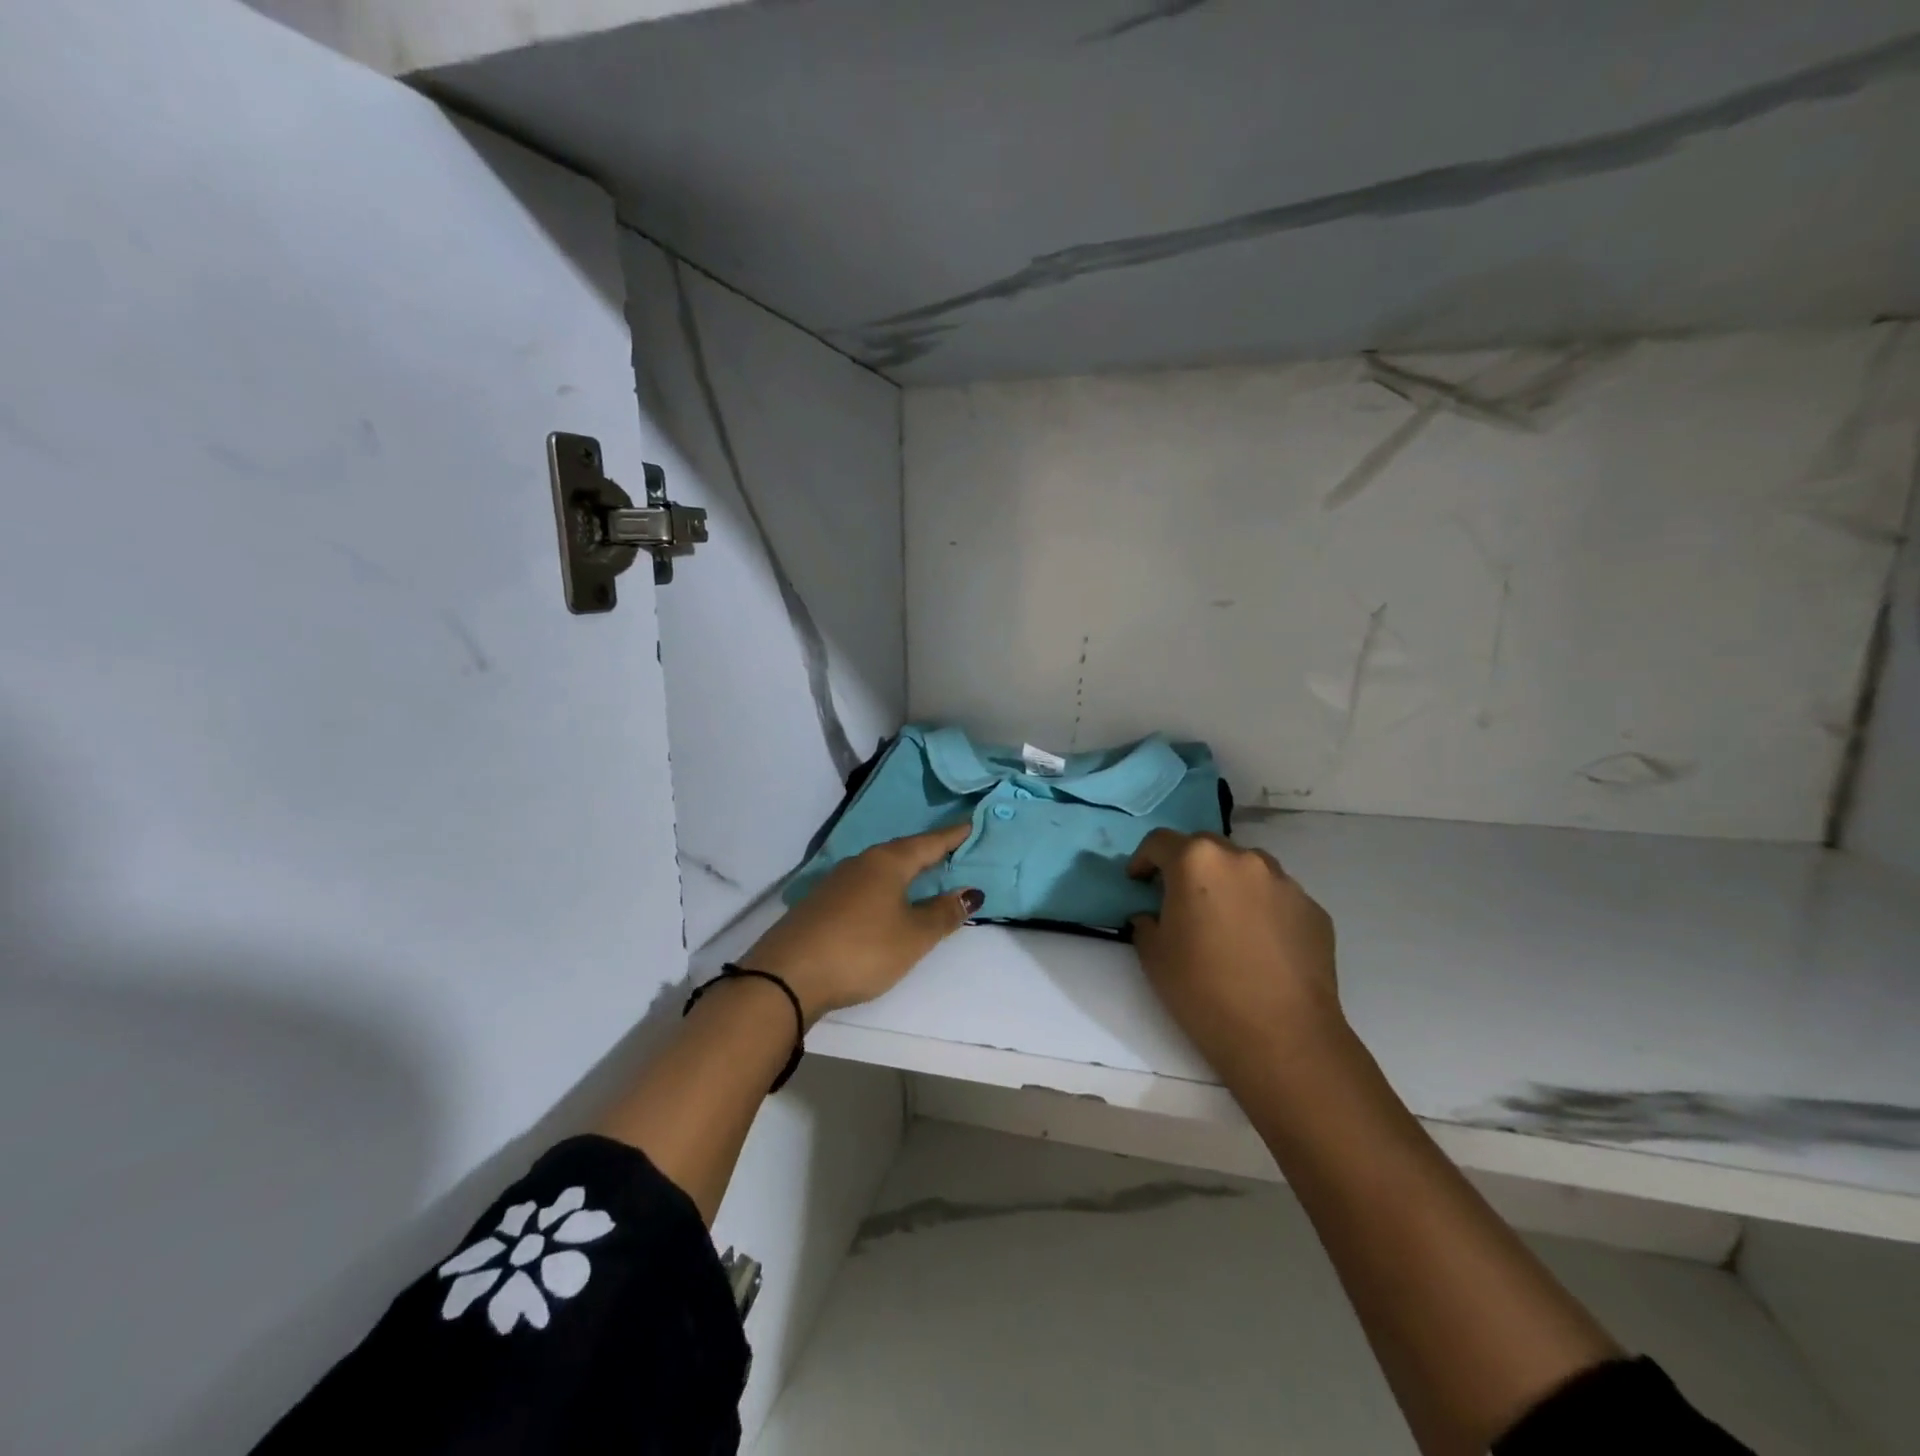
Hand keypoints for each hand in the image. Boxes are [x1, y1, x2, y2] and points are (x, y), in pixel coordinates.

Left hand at [740, 822, 982, 1023]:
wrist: (788, 974)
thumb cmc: (862, 949)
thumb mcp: (913, 936)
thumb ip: (943, 913)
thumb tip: (971, 891)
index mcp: (888, 862)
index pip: (929, 843)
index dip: (953, 836)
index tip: (972, 824)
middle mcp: (862, 862)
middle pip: (903, 851)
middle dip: (928, 850)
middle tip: (953, 849)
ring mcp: (837, 881)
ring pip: (881, 867)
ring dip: (905, 869)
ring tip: (925, 874)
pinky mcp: (821, 902)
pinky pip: (864, 884)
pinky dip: (884, 886)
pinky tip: (886, 899)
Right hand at [1127, 830, 1341, 1080]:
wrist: (1283, 1036)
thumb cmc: (1204, 990)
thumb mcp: (1153, 955)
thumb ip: (1146, 922)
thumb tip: (1153, 916)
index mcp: (1197, 862)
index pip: (1160, 841)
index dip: (1143, 859)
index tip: (1138, 882)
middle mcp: (1243, 859)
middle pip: (1206, 848)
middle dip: (1188, 866)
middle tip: (1179, 900)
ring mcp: (1284, 882)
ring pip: (1246, 869)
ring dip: (1228, 884)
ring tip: (1224, 921)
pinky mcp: (1313, 910)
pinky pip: (1277, 898)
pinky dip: (1261, 909)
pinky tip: (1259, 946)